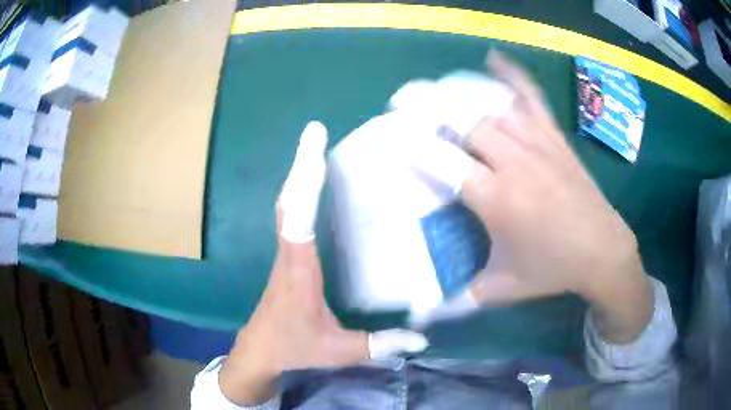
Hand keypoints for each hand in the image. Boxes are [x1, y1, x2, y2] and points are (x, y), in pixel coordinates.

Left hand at [220, 122, 427, 405]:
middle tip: (314, 131)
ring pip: (287, 205)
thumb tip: (421, 341)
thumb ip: (378, 345)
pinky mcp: (287, 255)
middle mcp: (289, 255)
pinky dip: (299, 192)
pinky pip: (290, 215)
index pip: (298, 223)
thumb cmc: (295, 348)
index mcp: (300, 273)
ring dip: (299, 174)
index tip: (315, 152)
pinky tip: (311, 181)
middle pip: (289, 202)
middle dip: (301, 165)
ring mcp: (285, 253)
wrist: (260, 350)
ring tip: (315, 145)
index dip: (306, 188)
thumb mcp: (337, 351)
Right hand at [413, 51, 652, 344]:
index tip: (388, 134)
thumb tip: (421, 314)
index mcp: (498, 201)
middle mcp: (516, 164)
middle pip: (465, 122)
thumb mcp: (502, 289)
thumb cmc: (553, 270)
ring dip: (460, 95)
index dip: (412, 144)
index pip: (444, 162)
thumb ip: (458, 300)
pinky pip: (532, 98)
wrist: (603, 251)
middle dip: (429, 107)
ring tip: (435, 91)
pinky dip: (512, 76)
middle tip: (402, 101)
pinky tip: (494, 60)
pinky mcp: (555, 138)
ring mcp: (539, 144)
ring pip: (493, 106)